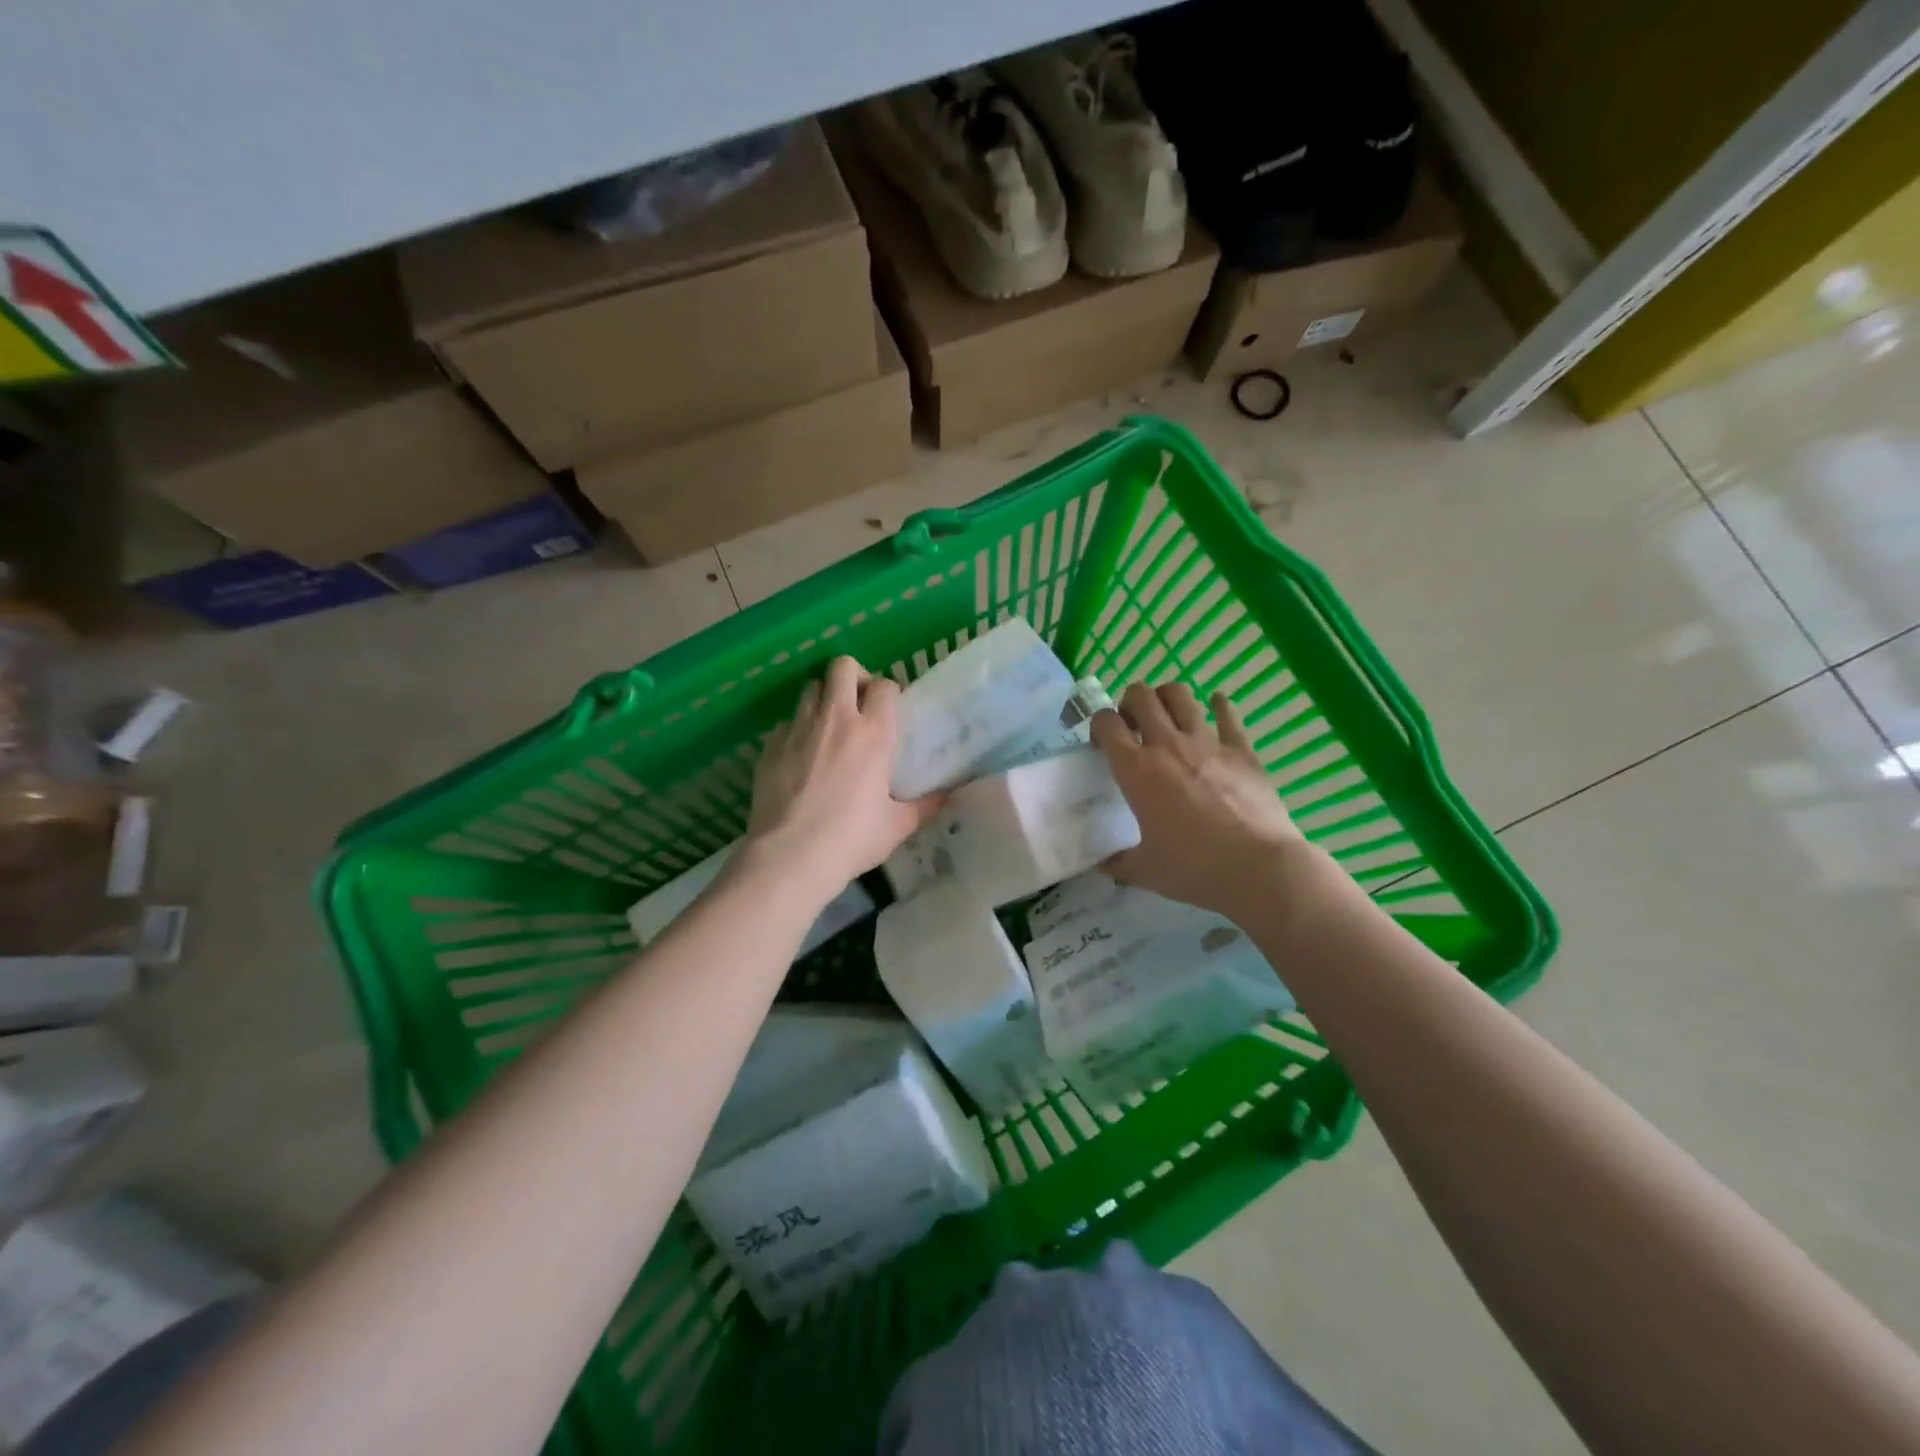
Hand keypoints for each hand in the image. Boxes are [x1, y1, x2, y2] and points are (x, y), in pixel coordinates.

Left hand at [743, 656, 942, 897]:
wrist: (790, 856)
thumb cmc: (852, 839)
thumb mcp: (898, 826)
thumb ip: (925, 805)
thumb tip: (948, 794)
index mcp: (873, 734)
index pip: (884, 686)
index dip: (888, 692)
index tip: (889, 710)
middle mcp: (836, 719)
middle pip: (842, 666)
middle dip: (853, 676)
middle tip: (858, 704)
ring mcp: (798, 728)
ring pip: (810, 687)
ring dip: (823, 699)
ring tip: (829, 727)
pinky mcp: (770, 745)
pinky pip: (787, 722)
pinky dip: (797, 730)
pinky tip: (801, 757)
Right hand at [1091, 682, 1312, 919]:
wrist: (1259, 868)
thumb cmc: (1195, 869)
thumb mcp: (1145, 871)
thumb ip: (1117, 863)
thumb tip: (1101, 865)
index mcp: (1137, 770)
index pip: (1106, 723)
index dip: (1098, 725)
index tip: (1102, 743)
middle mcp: (1167, 745)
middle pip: (1140, 696)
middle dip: (1130, 702)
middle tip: (1134, 725)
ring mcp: (1207, 742)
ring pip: (1180, 694)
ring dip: (1167, 697)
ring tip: (1167, 716)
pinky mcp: (1241, 749)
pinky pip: (1228, 714)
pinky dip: (1220, 706)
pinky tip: (1217, 706)